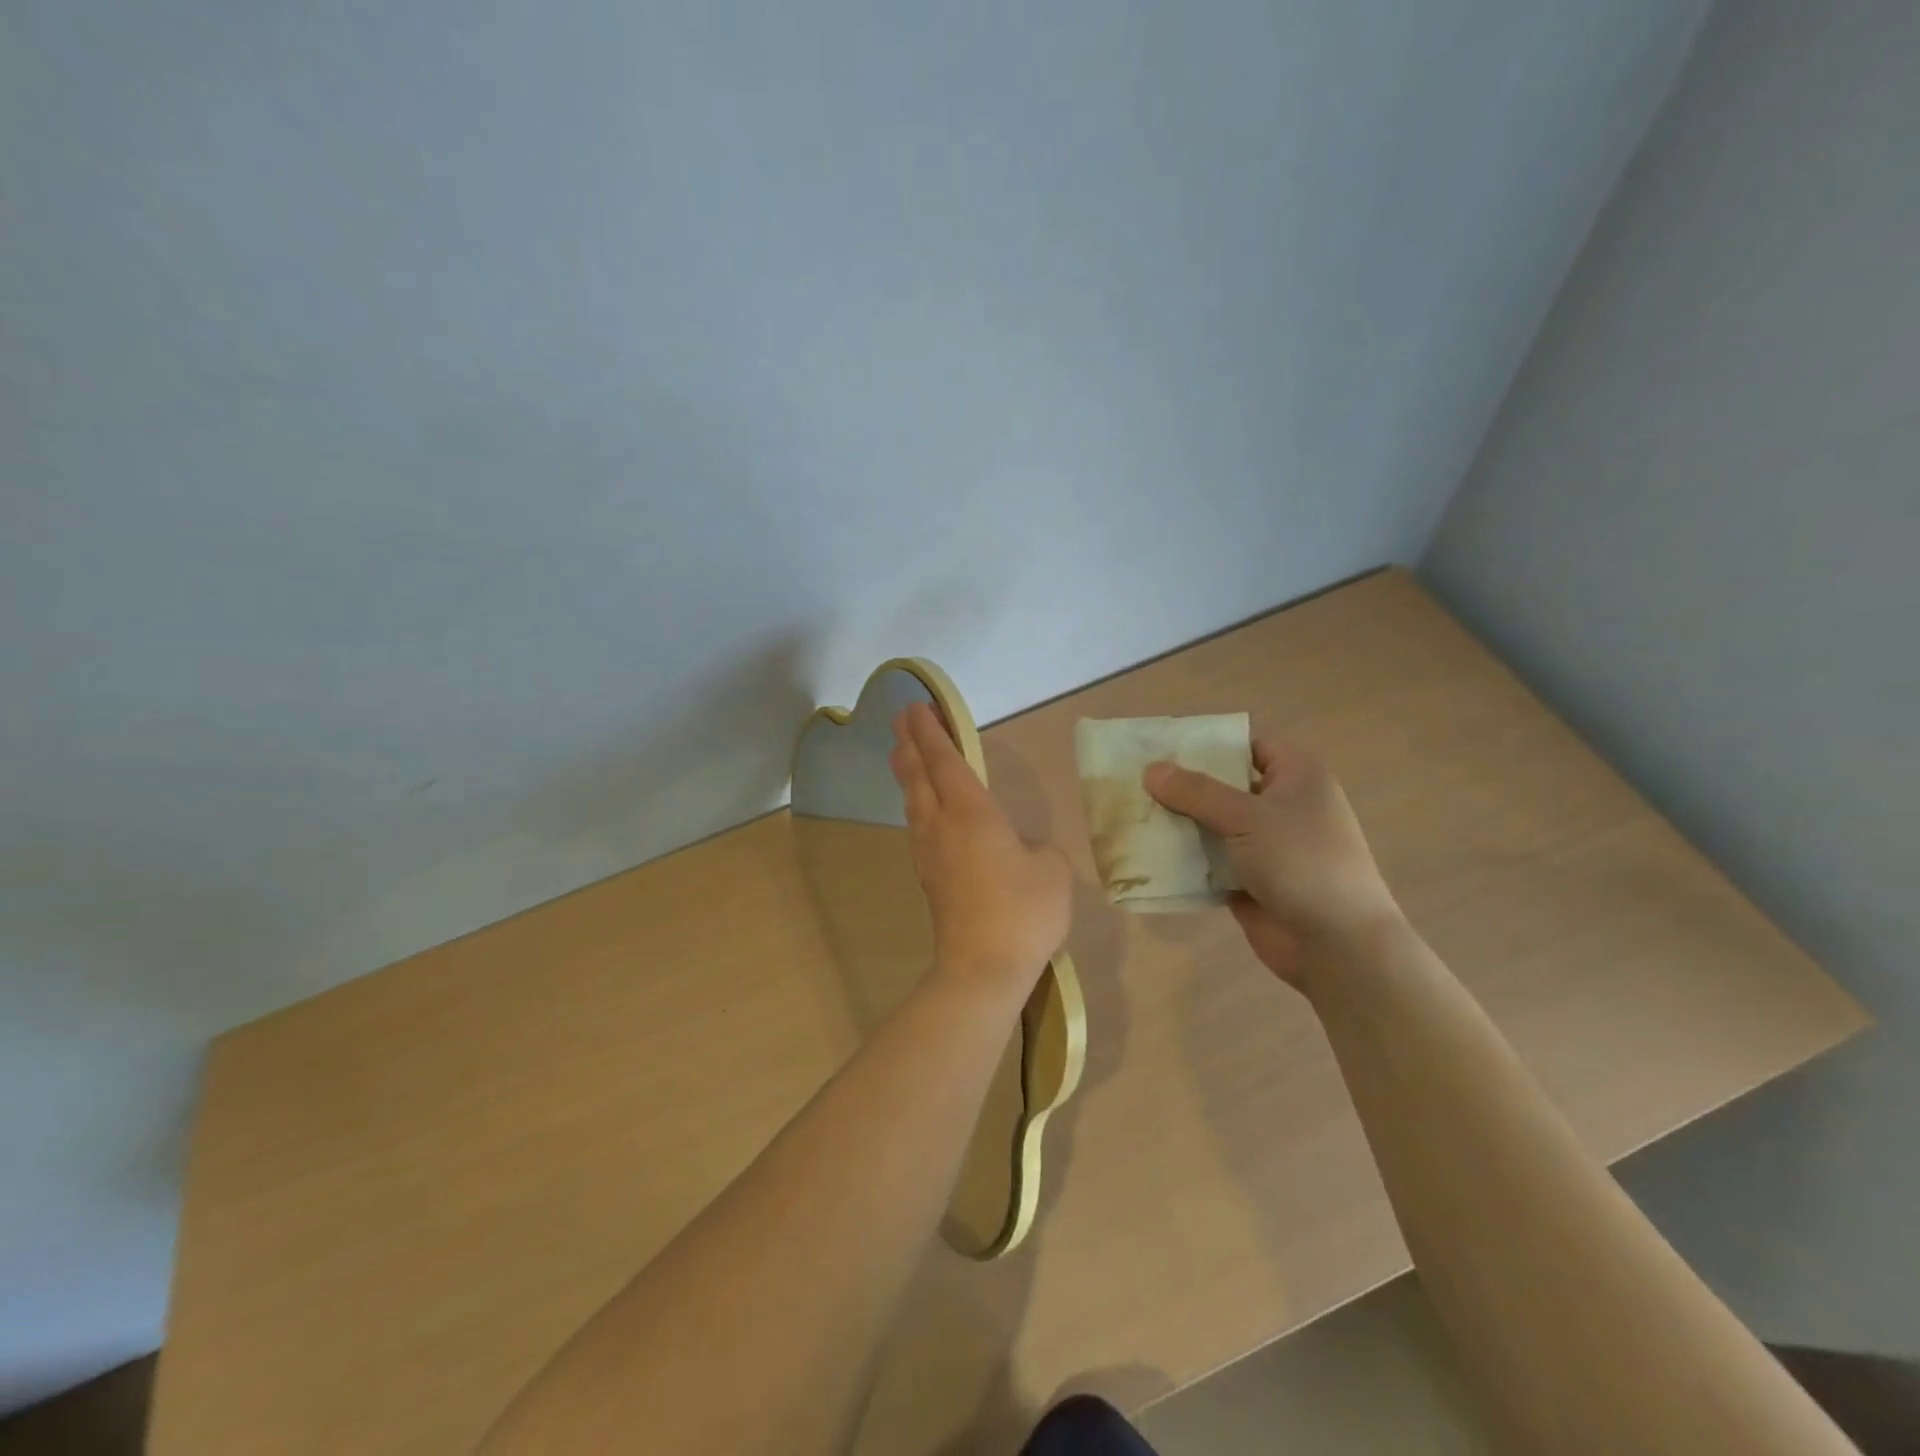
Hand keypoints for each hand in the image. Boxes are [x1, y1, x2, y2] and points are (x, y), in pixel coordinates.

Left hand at [890, 701, 1071, 1001]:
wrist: (982, 968)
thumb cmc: (1022, 911)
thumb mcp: (1051, 869)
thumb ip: (1036, 847)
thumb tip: (1019, 848)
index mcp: (971, 811)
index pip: (945, 759)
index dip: (930, 730)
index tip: (916, 706)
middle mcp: (941, 823)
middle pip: (917, 774)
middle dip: (908, 742)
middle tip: (900, 719)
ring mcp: (929, 851)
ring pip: (912, 799)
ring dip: (907, 771)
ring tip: (902, 754)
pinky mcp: (928, 876)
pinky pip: (917, 823)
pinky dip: (915, 800)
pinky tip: (921, 808)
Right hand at [1144, 739, 1398, 987]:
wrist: (1337, 945)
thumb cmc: (1301, 862)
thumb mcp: (1247, 817)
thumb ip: (1197, 792)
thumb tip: (1150, 769)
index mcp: (1297, 777)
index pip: (1250, 745)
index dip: (1210, 743)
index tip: (1164, 746)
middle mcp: (1283, 807)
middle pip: (1226, 786)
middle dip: (1184, 785)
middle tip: (1135, 780)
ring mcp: (1267, 847)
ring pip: (1214, 825)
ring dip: (1180, 824)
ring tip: (1132, 814)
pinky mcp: (1250, 882)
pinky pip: (1210, 862)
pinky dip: (1185, 859)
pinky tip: (1148, 854)